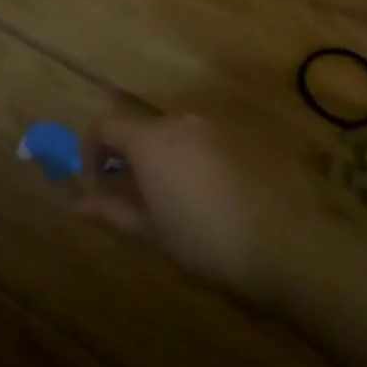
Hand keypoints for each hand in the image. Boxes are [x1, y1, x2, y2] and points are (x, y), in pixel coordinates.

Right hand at [79, 112, 281, 294]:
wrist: (289, 245)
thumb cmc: (206, 240)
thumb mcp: (151, 231)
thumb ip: (111, 211)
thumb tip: (77, 204)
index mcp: (149, 140)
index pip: (104, 126)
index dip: (91, 150)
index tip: (96, 180)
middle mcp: (181, 121)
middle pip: (142, 128)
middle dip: (131, 155)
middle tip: (137, 192)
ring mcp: (219, 126)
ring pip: (178, 133)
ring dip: (166, 155)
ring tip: (178, 194)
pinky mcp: (250, 136)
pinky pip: (211, 140)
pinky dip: (199, 157)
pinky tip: (215, 192)